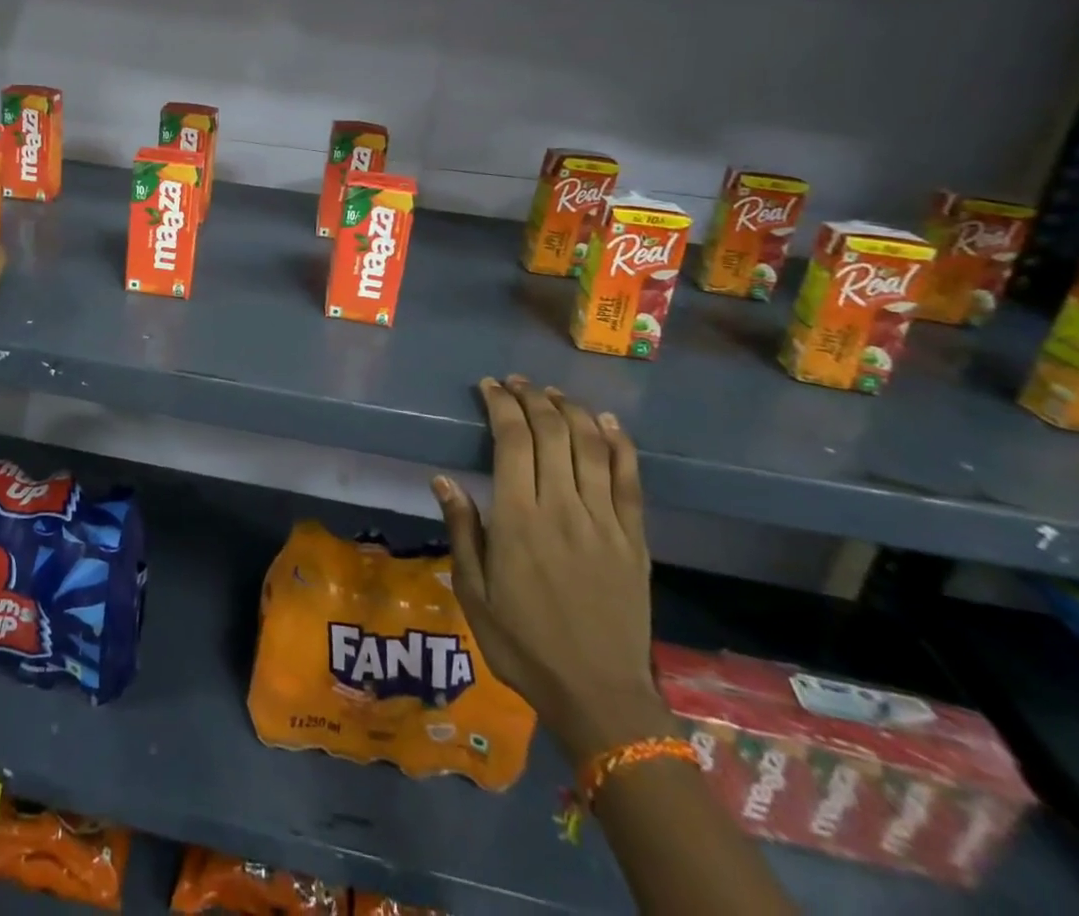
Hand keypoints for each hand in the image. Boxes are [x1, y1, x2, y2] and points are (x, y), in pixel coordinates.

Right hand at [433, 376, 671, 766]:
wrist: (599, 696)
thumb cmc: (523, 645)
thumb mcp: (474, 593)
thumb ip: (462, 531)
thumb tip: (443, 480)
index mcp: (519, 520)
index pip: (512, 441)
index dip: (501, 405)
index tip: (489, 386)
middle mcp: (563, 509)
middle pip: (552, 433)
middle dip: (532, 397)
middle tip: (515, 382)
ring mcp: (604, 521)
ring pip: (591, 446)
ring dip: (571, 410)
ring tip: (552, 392)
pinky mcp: (634, 538)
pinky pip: (630, 479)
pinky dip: (619, 443)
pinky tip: (606, 421)